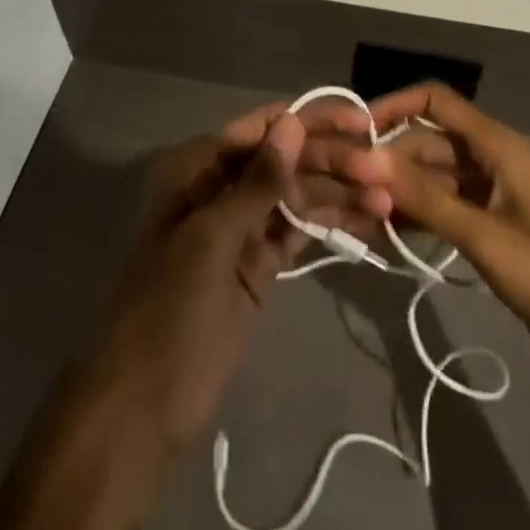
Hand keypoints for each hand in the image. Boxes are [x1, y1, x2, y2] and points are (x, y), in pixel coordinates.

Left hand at [81, 98, 384, 458]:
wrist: (143, 410)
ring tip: (387, 200)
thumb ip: (257, 182)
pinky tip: (369, 221)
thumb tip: (292, 122)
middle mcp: (221, 188)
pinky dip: (330, 224)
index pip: (263, 129)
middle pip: (286, 161)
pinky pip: (298, 232)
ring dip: (339, 194)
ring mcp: (241, 228)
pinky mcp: (258, 264)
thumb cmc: (168, 312)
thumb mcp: (211, 240)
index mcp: (197, 170)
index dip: (311, 120)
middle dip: (333, 162)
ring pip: (297, 196)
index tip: (359, 120)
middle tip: (383, 170)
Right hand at [364, 83, 529, 383]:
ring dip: (400, 189)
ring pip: (434, 176)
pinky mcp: (490, 226)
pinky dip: (418, 214)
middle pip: (429, 141)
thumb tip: (368, 158)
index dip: (394, 107)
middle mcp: (491, 160)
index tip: (355, 132)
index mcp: (497, 146)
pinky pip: (444, 207)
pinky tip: (387, 232)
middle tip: (349, 188)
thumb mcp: (483, 235)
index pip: (436, 103)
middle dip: (390, 159)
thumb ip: (425, 197)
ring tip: (358, 212)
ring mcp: (491, 195)